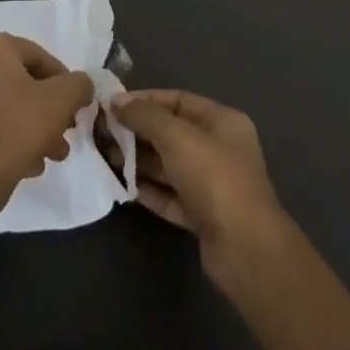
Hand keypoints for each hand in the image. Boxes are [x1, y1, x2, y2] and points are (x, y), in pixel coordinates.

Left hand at [0, 33, 94, 202]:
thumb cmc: (16, 127)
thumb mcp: (60, 101)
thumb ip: (78, 85)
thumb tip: (80, 85)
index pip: (40, 57)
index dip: (64, 82)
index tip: (76, 107)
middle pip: (22, 84)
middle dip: (48, 110)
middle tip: (65, 134)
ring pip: (6, 108)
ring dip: (32, 128)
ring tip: (50, 156)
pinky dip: (8, 139)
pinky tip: (25, 165)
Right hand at [111, 88, 289, 289]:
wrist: (245, 249)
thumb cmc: (214, 178)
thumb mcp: (176, 137)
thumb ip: (145, 115)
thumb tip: (116, 101)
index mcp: (222, 122)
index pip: (178, 100)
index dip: (145, 100)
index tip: (112, 105)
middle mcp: (219, 149)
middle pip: (171, 133)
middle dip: (138, 132)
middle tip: (103, 133)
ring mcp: (212, 185)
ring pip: (169, 166)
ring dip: (139, 161)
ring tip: (106, 158)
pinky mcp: (203, 216)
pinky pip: (170, 195)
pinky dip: (149, 190)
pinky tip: (123, 187)